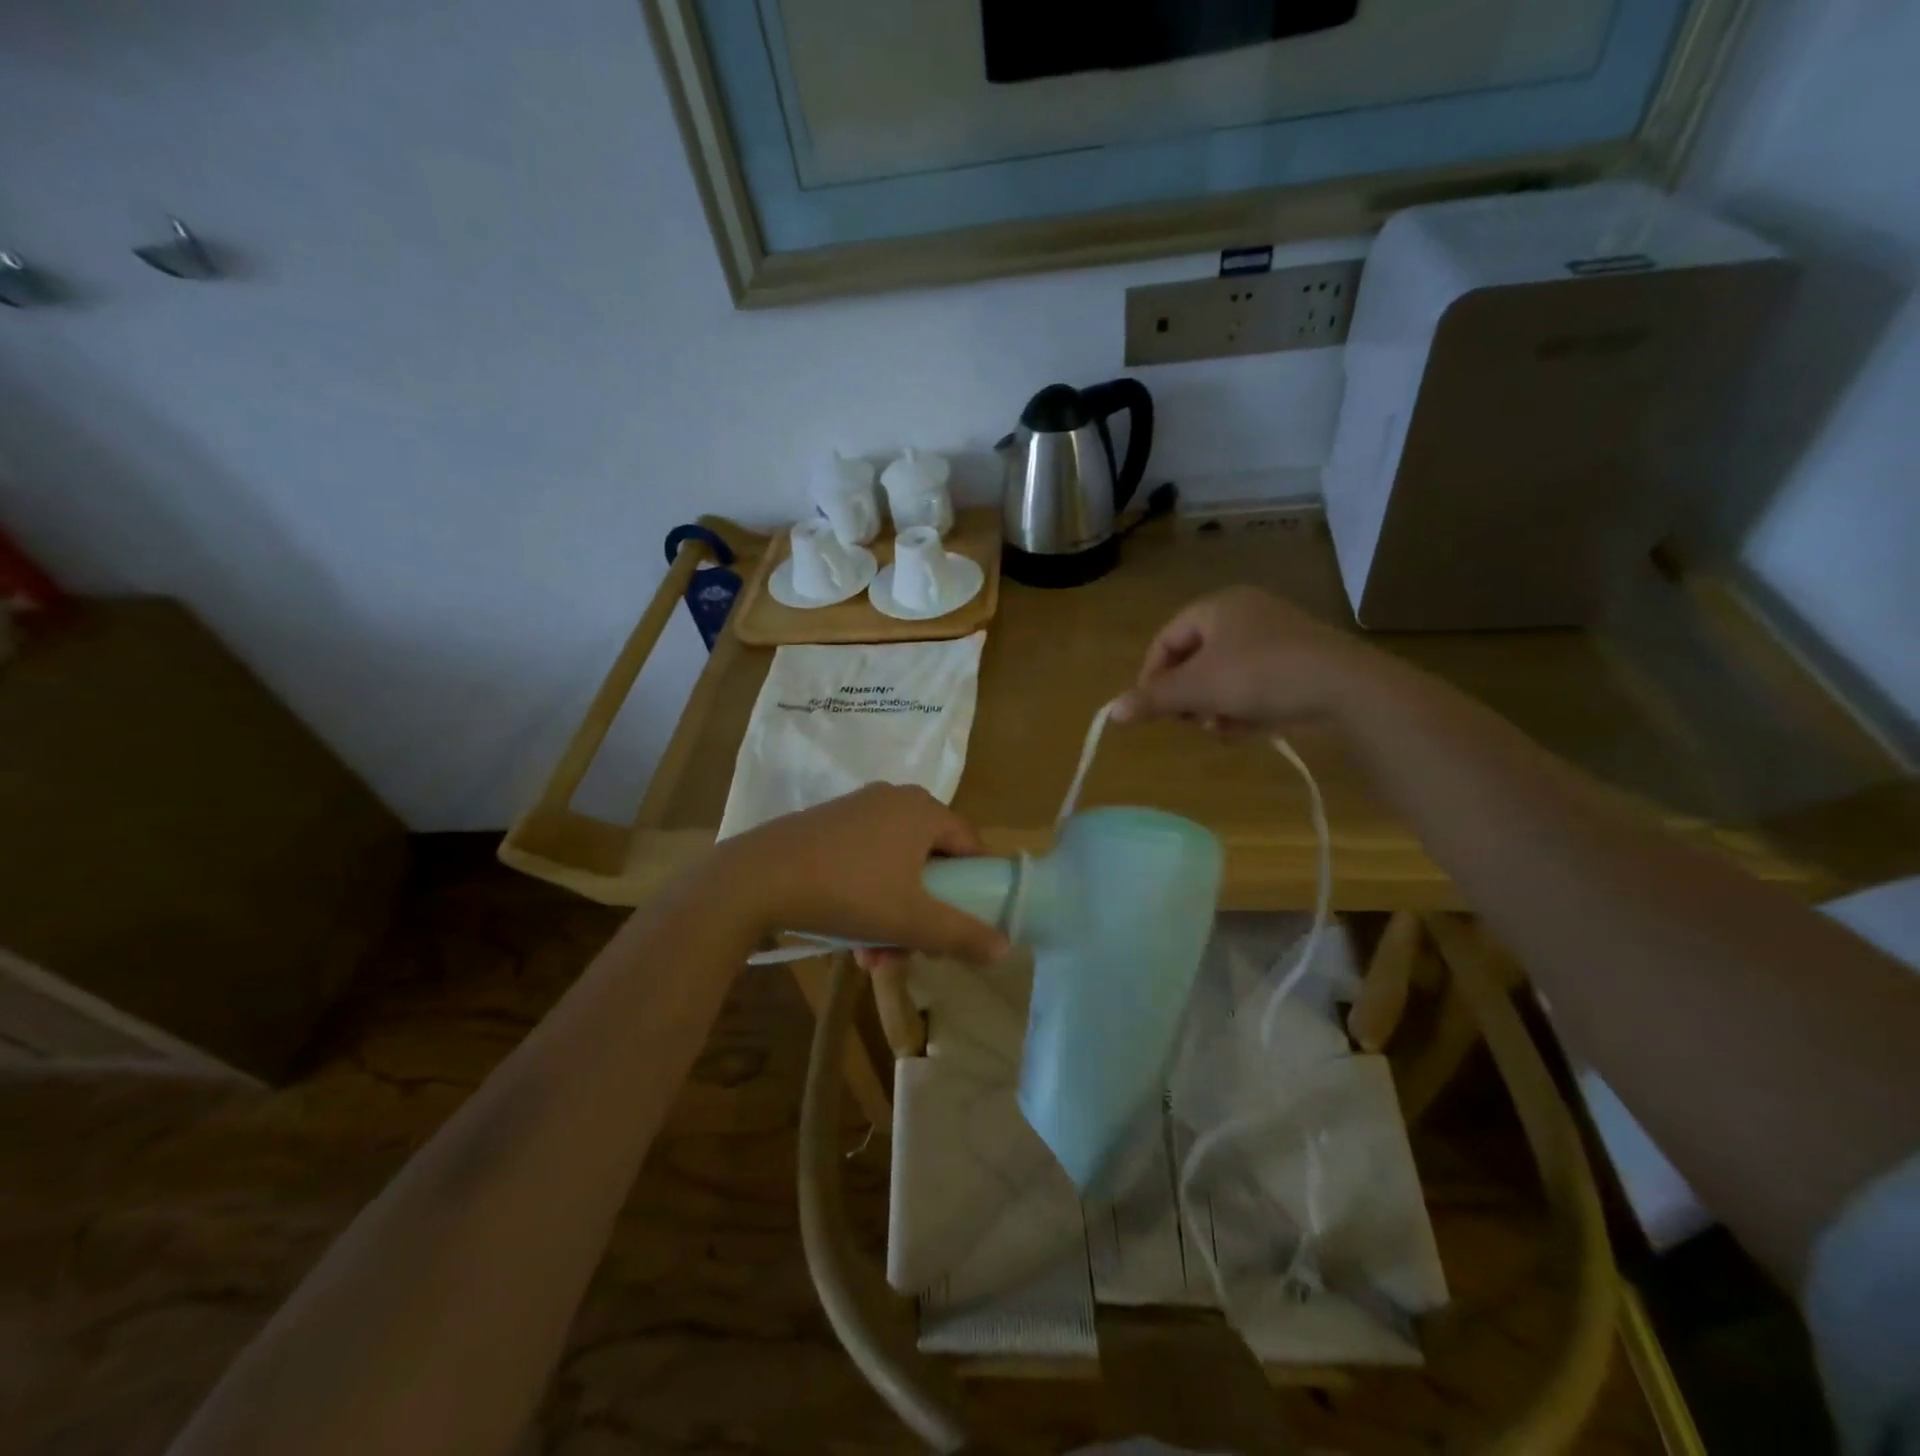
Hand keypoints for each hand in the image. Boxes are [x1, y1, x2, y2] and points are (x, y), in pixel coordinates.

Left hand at [712, 784, 1010, 964]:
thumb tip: (1006, 947)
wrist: (758, 877)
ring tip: (872, 960)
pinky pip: (865, 861)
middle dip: (923, 915)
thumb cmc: (849, 891)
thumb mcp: (912, 920)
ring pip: (895, 868)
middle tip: (910, 953)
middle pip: (931, 862)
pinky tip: (849, 938)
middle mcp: (895, 799)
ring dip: (893, 917)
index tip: (961, 927)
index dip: (974, 888)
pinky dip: (866, 898)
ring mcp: (858, 809)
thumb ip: (963, 934)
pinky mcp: (828, 824)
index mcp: (923, 810)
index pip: (970, 845)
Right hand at [1109, 586, 1389, 731]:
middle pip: (1196, 660)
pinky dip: (1246, 708)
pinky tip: (1251, 730)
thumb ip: (1153, 699)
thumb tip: (1111, 711)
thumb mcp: (1198, 689)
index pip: (1167, 639)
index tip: (1151, 709)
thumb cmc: (1261, 675)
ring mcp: (1277, 638)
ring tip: (1223, 729)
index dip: (1152, 675)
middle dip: (1189, 697)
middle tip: (1190, 722)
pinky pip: (1255, 685)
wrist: (1347, 688)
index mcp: (1218, 606)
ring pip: (1225, 677)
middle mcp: (1246, 614)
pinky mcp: (1300, 663)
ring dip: (1216, 708)